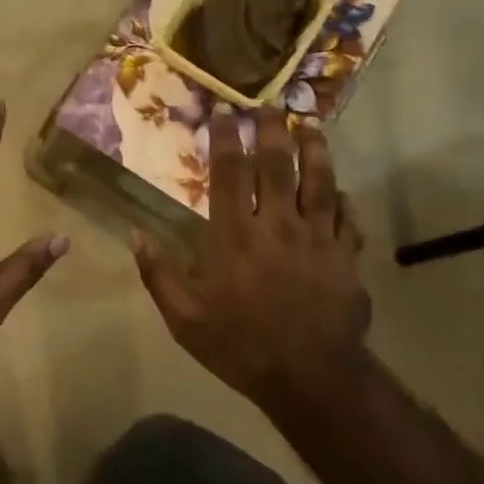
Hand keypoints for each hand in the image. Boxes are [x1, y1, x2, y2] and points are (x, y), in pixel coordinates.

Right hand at [133, 108, 370, 401]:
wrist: (311, 377)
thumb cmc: (240, 346)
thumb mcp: (184, 319)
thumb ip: (159, 274)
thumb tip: (136, 236)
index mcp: (235, 235)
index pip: (229, 172)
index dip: (225, 137)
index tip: (223, 111)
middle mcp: (277, 224)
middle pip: (277, 165)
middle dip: (271, 130)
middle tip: (270, 105)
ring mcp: (317, 238)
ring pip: (319, 182)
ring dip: (314, 150)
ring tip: (310, 127)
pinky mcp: (346, 257)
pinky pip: (347, 218)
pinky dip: (343, 200)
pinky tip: (340, 190)